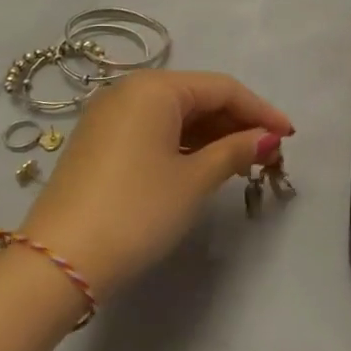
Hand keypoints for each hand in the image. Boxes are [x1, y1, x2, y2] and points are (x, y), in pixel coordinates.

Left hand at [19, 70, 292, 298]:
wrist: (59, 262)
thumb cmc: (137, 211)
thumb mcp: (194, 180)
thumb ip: (236, 151)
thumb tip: (269, 138)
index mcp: (154, 88)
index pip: (223, 88)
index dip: (261, 111)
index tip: (291, 136)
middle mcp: (129, 91)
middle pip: (199, 97)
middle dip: (238, 123)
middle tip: (269, 154)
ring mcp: (110, 117)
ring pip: (177, 115)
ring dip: (214, 135)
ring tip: (244, 163)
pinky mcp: (100, 142)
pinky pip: (155, 130)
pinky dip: (185, 144)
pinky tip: (205, 165)